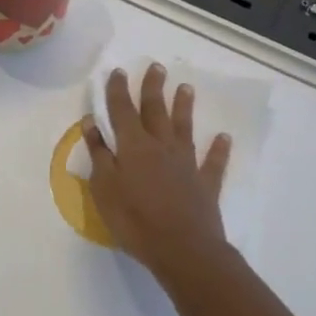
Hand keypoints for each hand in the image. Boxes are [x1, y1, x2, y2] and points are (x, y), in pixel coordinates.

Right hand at [84, 64, 232, 281]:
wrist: (182, 249)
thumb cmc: (135, 220)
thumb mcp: (104, 188)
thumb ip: (99, 154)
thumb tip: (92, 122)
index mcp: (133, 146)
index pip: (122, 110)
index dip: (118, 90)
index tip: (118, 71)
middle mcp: (161, 146)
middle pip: (156, 110)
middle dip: (153, 87)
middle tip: (157, 66)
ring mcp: (186, 163)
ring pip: (184, 128)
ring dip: (184, 107)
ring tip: (186, 87)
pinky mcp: (205, 184)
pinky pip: (213, 162)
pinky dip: (219, 149)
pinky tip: (224, 137)